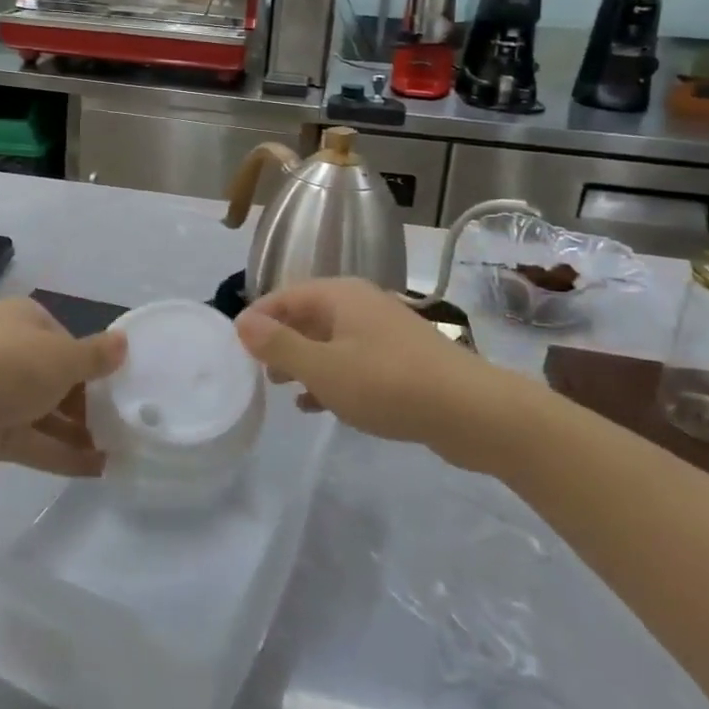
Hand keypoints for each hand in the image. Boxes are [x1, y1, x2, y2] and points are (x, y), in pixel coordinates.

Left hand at [0, 297, 125, 477]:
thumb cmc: (2, 366)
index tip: (123, 390)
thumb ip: (95, 356)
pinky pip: (33, 442)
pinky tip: (98, 470)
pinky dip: (62, 454)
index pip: (68, 342)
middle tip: (126, 427)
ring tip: (120, 451)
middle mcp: (11, 352)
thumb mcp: (60, 357)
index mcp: (26, 321)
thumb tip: (124, 342)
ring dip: (80, 432)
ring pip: (46, 412)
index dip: (95, 366)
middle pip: (58, 378)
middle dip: (89, 403)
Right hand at [234, 279, 548, 473]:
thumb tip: (241, 321)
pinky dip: (331, 377)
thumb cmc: (389, 384)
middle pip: (306, 316)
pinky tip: (317, 405)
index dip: (257, 319)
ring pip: (329, 341)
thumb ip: (279, 345)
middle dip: (279, 342)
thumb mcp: (323, 368)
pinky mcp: (400, 360)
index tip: (235, 348)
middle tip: (256, 372)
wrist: (473, 412)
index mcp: (339, 296)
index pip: (284, 296)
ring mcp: (383, 332)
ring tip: (281, 389)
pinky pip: (352, 362)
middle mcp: (360, 304)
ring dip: (303, 362)